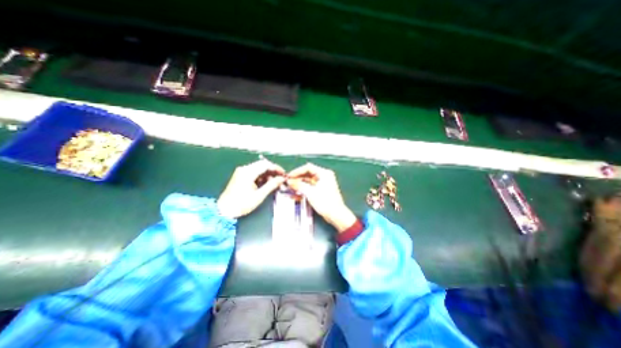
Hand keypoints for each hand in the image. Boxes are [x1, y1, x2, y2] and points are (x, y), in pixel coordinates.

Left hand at [218, 159, 285, 217]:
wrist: (224, 210)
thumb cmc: (242, 204)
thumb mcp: (259, 195)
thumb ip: (271, 185)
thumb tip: (282, 179)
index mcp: (248, 172)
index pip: (266, 164)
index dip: (276, 168)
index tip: (284, 174)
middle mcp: (244, 169)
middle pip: (262, 165)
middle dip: (273, 170)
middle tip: (281, 178)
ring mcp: (241, 172)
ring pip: (258, 168)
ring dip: (267, 174)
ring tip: (275, 182)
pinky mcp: (240, 176)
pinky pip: (254, 172)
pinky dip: (261, 176)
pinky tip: (266, 183)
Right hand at [285, 163, 353, 233]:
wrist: (336, 215)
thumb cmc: (325, 202)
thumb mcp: (310, 192)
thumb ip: (298, 185)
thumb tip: (289, 181)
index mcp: (324, 173)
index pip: (308, 168)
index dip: (297, 171)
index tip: (289, 176)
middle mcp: (324, 177)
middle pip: (308, 174)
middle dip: (297, 179)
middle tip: (288, 183)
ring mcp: (323, 184)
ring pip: (308, 181)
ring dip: (299, 185)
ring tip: (290, 189)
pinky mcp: (321, 191)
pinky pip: (310, 187)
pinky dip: (304, 190)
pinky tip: (296, 194)